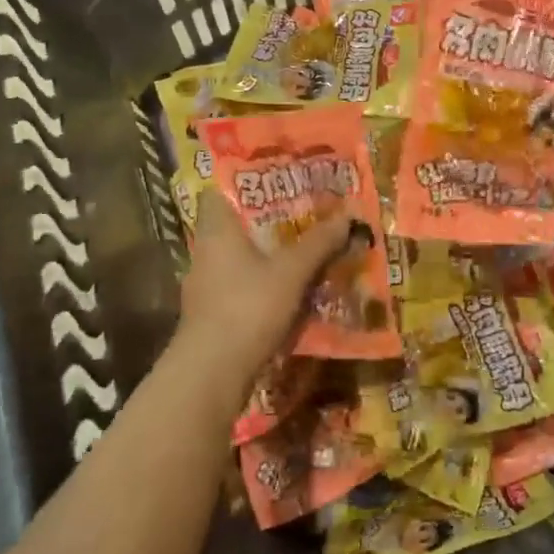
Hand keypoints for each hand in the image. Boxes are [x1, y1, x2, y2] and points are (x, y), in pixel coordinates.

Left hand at [175, 196, 354, 391]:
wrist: (211, 374)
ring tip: (301, 251)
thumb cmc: (247, 308)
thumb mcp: (291, 272)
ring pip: (237, 259)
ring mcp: (205, 287)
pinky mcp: (211, 316)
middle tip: (302, 215)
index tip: (276, 180)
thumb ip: (318, 243)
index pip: (218, 192)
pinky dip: (260, 285)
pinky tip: (286, 292)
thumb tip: (348, 214)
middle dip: (265, 222)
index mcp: (216, 231)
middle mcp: (205, 253)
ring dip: (264, 256)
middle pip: (233, 227)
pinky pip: (239, 287)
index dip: (244, 183)